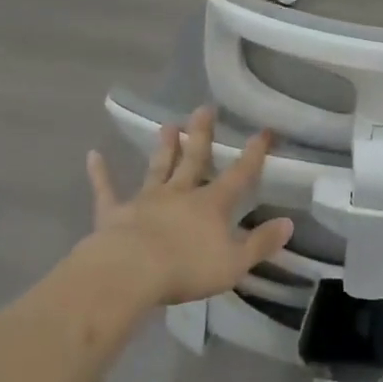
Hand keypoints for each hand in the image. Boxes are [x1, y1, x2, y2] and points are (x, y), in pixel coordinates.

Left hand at [80, 107, 293, 308]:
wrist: (129, 272)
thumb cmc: (187, 268)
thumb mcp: (235, 262)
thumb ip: (261, 242)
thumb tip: (289, 223)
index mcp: (211, 204)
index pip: (239, 174)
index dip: (253, 154)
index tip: (263, 131)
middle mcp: (180, 194)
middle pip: (194, 159)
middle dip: (201, 135)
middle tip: (204, 108)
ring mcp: (146, 201)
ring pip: (158, 168)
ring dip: (164, 147)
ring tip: (169, 124)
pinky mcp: (114, 213)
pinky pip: (106, 190)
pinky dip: (100, 174)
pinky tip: (93, 156)